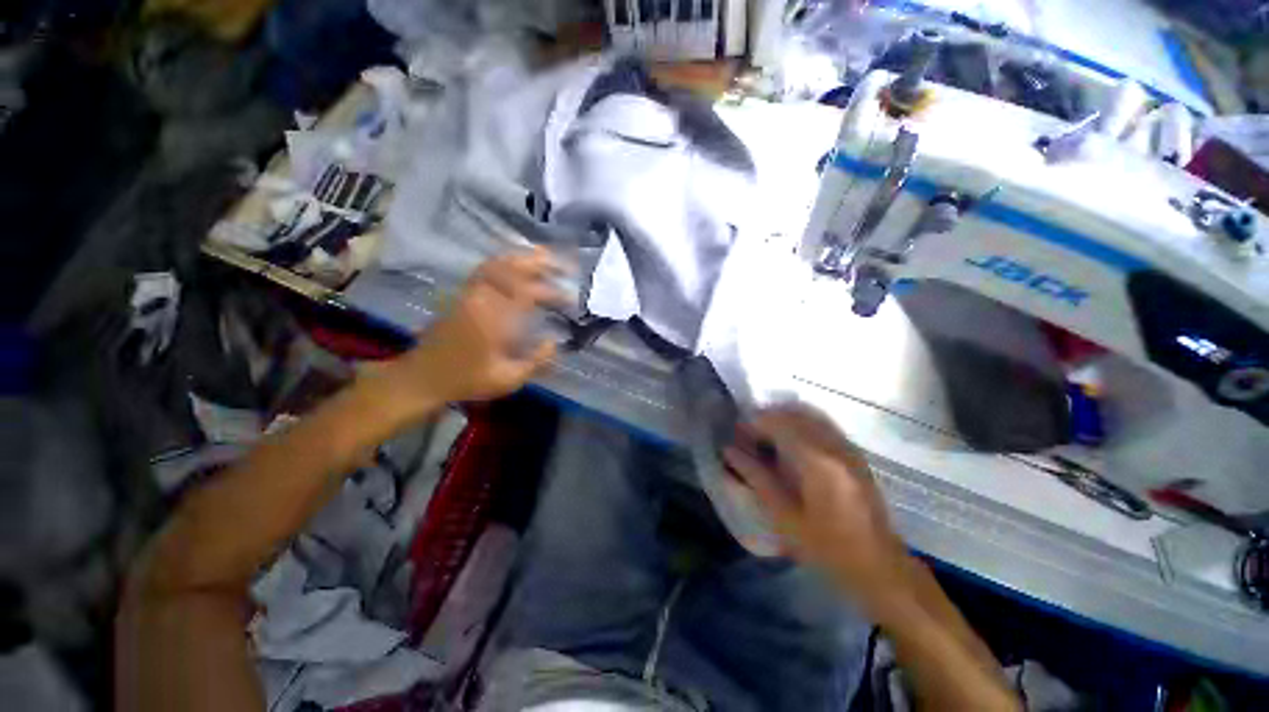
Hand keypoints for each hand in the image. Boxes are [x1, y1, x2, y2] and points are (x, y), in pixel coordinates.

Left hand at [379, 248, 566, 411]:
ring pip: (496, 264)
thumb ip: (536, 361)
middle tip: (562, 263)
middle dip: (538, 262)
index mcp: (493, 317)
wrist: (422, 378)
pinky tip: (518, 268)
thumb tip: (554, 343)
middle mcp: (481, 298)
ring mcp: (469, 294)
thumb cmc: (466, 380)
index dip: (551, 292)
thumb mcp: (507, 379)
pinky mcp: (462, 295)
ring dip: (523, 258)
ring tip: (545, 258)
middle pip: (510, 267)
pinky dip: (506, 264)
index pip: (527, 293)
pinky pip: (486, 270)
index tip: (570, 299)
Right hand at [723, 404, 910, 609]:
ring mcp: (849, 448)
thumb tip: (729, 451)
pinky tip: (791, 442)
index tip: (737, 432)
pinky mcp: (855, 454)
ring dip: (784, 418)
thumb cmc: (826, 548)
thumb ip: (756, 478)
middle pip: (795, 414)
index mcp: (818, 462)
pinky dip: (801, 424)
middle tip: (748, 434)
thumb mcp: (784, 517)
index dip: (754, 422)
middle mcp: (835, 446)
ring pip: (810, 415)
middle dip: (768, 417)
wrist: (879, 567)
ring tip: (766, 435)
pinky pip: (823, 425)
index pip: (779, 423)